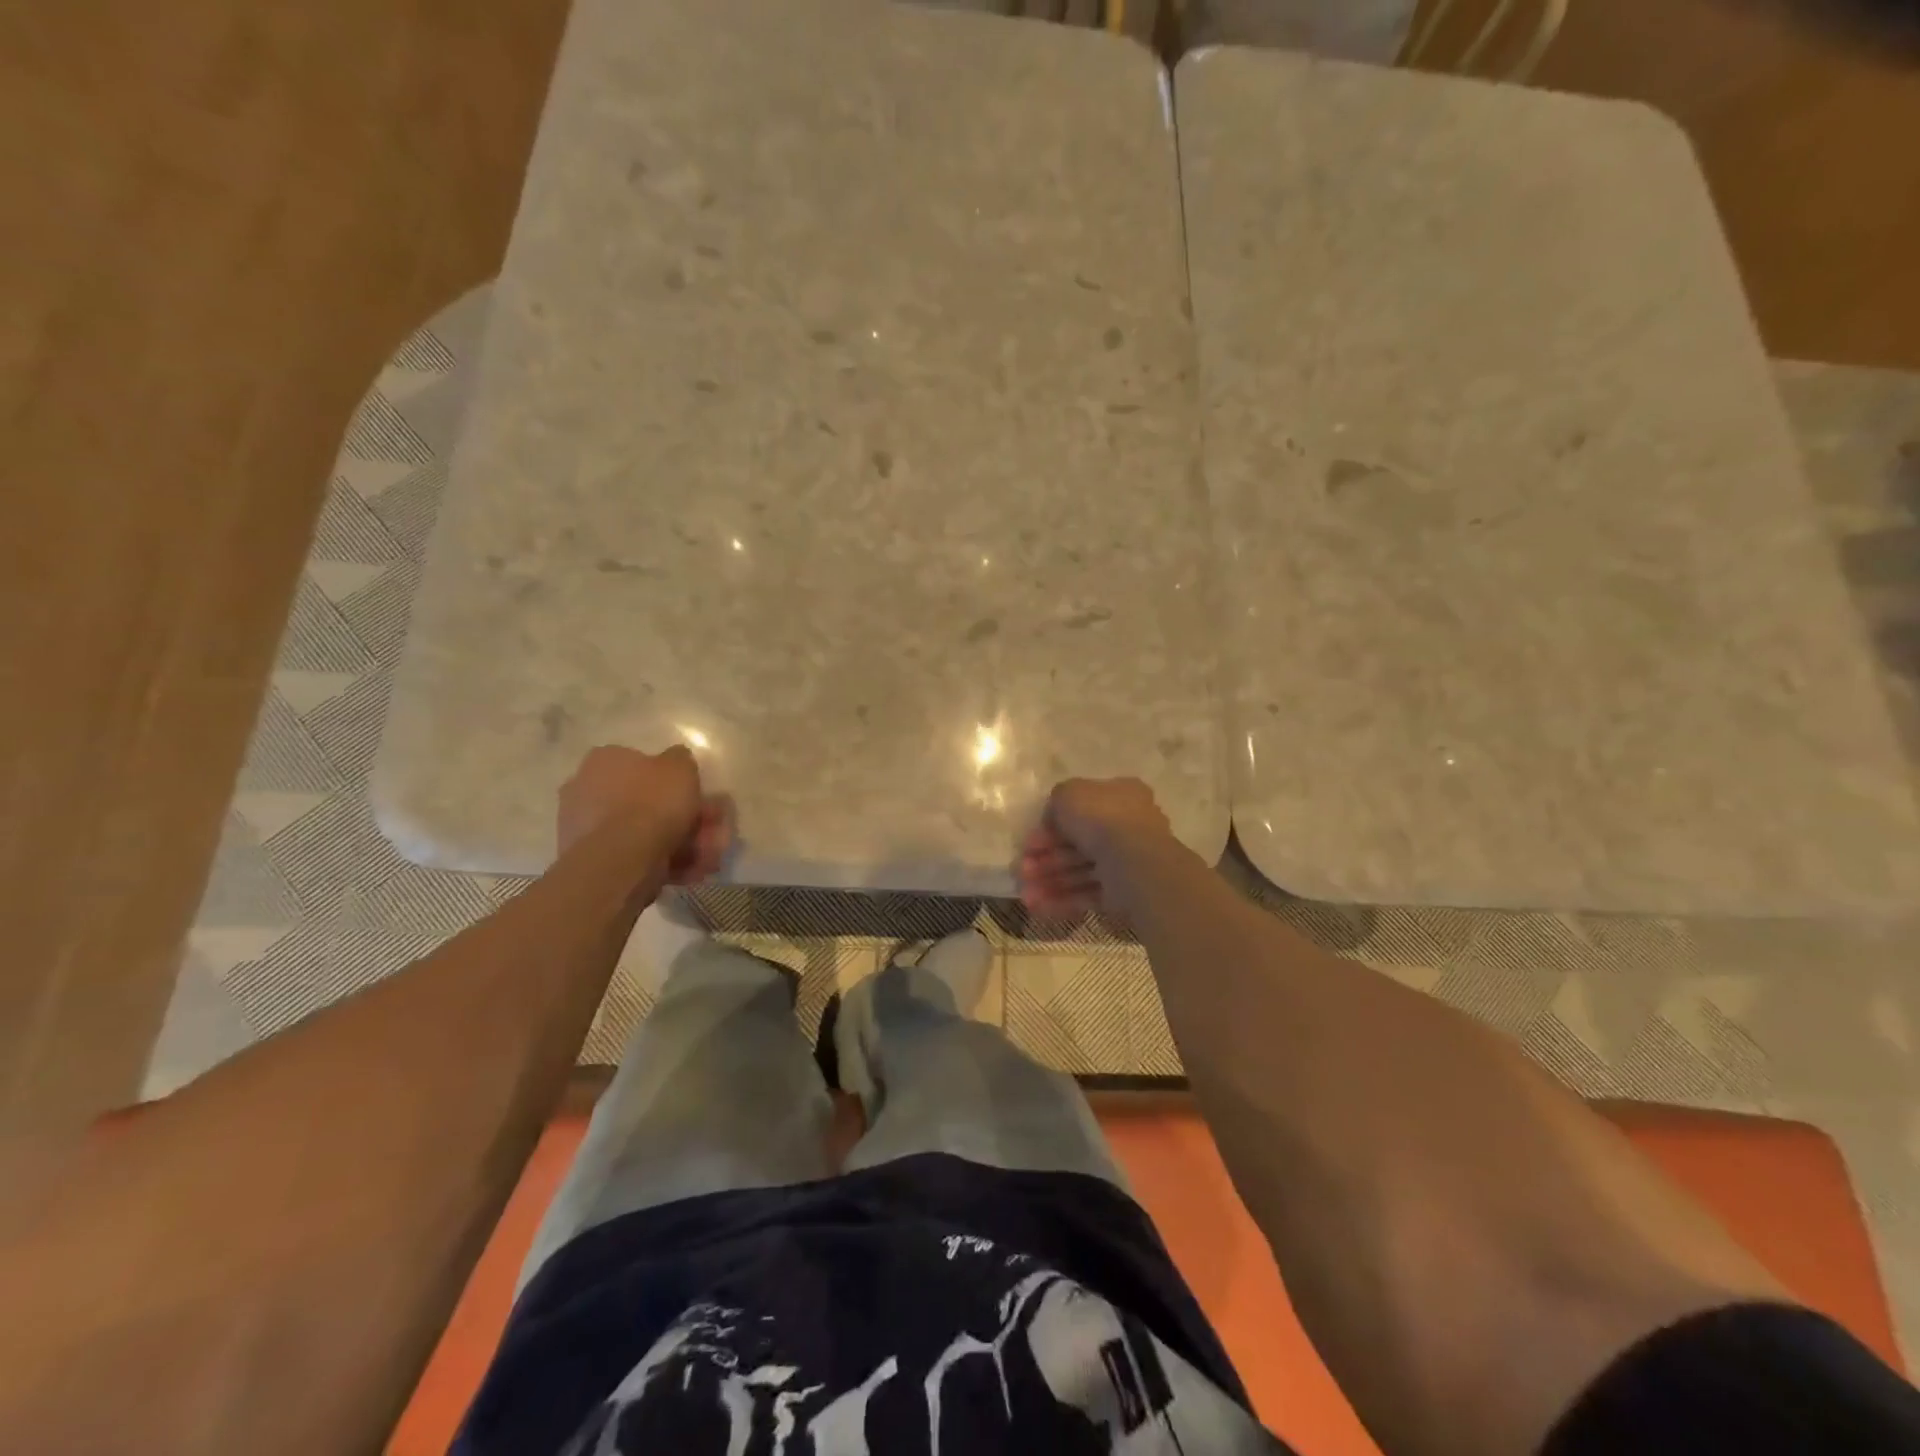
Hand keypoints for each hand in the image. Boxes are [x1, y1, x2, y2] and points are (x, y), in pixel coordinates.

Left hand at [558, 745, 730, 884]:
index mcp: (604, 760)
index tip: (697, 794)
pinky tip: (692, 869)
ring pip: (644, 831)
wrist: (623, 858)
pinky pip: (637, 855)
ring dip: (681, 840)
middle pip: (645, 801)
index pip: (641, 763)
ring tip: (709, 853)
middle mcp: (586, 789)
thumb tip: (676, 762)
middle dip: (682, 815)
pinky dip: (666, 861)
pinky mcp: (594, 860)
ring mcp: (587, 828)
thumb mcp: (681, 766)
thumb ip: (680, 759)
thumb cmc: (653, 802)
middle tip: (711, 826)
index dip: (674, 780)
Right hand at [1018, 777, 1171, 920]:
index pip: (1082, 809)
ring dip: (1050, 881)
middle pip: (1079, 843)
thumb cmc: (1100, 817)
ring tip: (1025, 893)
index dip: (1051, 825)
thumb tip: (1053, 820)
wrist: (1132, 860)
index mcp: (1120, 796)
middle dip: (1047, 857)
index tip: (1029, 840)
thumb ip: (1057, 801)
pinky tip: (1038, 906)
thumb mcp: (1068, 794)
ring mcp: (1126, 862)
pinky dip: (1063, 900)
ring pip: (1081, 871)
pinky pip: (1089, 894)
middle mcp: (1127, 827)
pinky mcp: (1124, 892)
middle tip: (1022, 869)